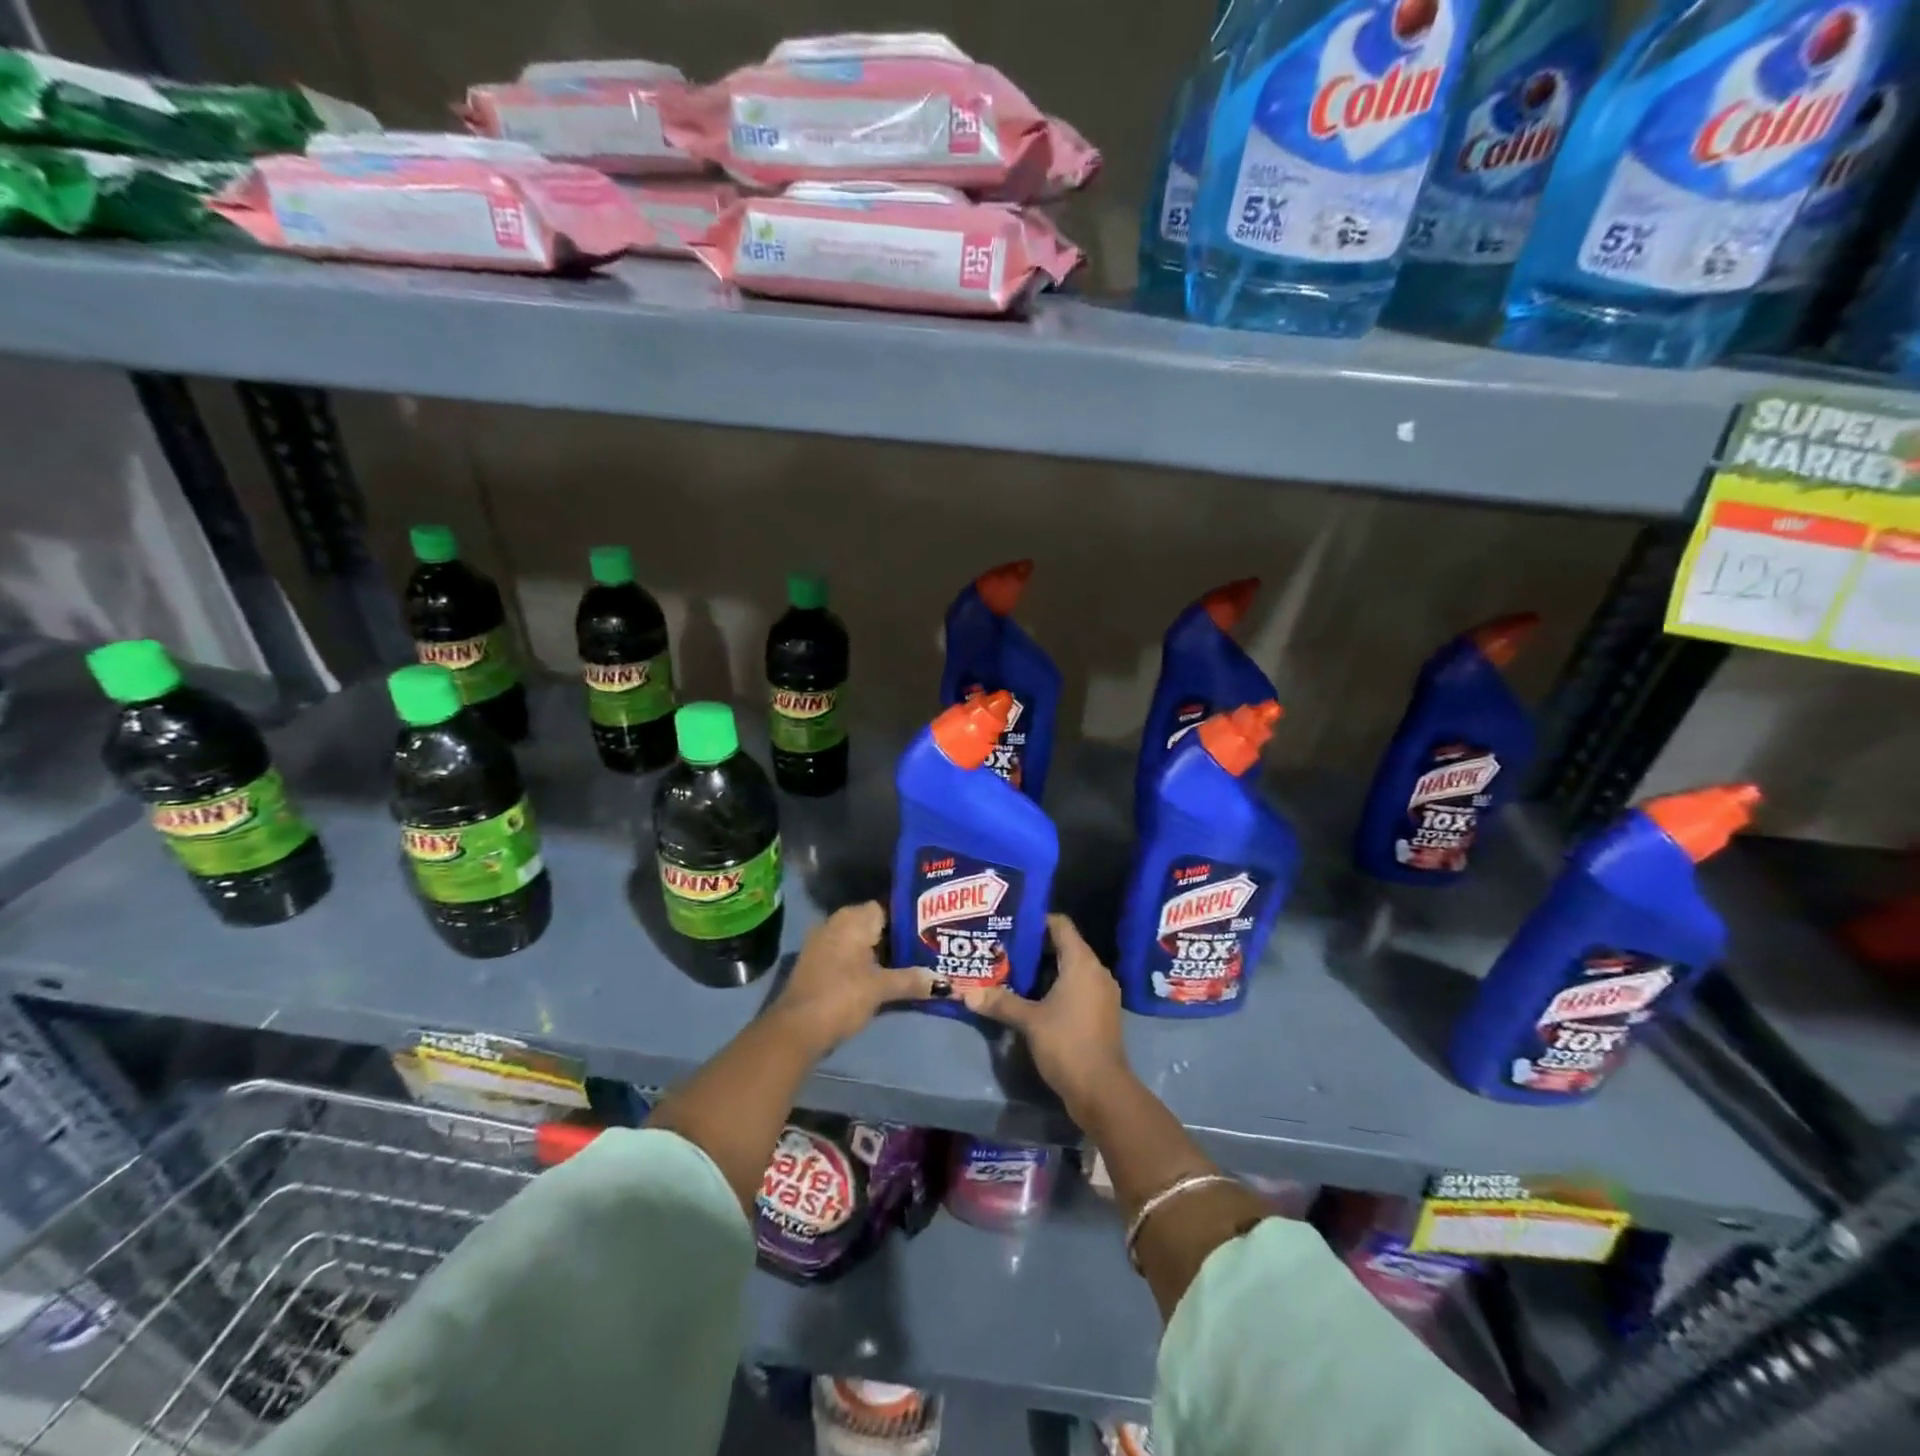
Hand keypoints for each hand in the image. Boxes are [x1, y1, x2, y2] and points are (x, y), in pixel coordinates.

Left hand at [772, 902, 934, 1054]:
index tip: (929, 932)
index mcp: (852, 919)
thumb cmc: (842, 996)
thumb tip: (944, 983)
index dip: (908, 919)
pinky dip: (865, 964)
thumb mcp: (881, 988)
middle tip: (926, 950)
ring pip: (861, 942)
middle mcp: (836, 923)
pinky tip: (884, 978)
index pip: (886, 907)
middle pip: (874, 925)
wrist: (797, 1029)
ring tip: (912, 965)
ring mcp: (823, 943)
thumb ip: (912, 981)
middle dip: (897, 938)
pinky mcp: (818, 964)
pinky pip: (848, 955)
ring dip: (881, 954)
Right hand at [961, 915, 1130, 1118]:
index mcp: (1082, 963)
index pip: (1060, 925)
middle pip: (1064, 946)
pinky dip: (1056, 987)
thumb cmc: (1067, 1043)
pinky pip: (1076, 988)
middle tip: (1003, 949)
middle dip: (1034, 947)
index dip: (1036, 920)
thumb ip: (1000, 1002)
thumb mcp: (1029, 1021)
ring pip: (1069, 969)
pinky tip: (1031, 998)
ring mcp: (1101, 993)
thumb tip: (967, 993)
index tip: (1010, 924)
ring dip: (1044, 970)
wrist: (1102, 1090)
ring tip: (1011, 972)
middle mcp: (1096, 971)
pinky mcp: (1100, 1013)